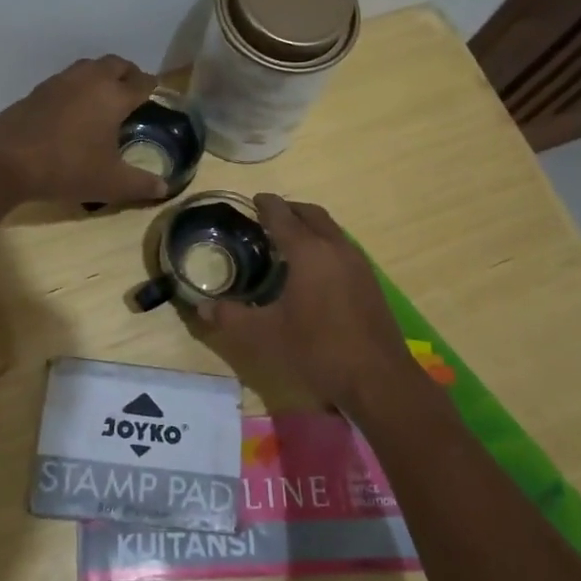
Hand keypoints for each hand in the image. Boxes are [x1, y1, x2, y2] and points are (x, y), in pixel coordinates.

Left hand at [0, 55, 169, 205]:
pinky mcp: (38, 91)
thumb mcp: (110, 183)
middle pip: (116, 64)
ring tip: (105, 96)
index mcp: (113, 96)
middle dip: (128, 73)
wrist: (7, 160)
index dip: (152, 87)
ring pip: (89, 67)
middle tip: (133, 89)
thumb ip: (141, 184)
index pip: (141, 82)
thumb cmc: (68, 167)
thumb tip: (164, 187)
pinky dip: (78, 86)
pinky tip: (74, 107)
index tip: (156, 92)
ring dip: (101, 75)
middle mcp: (90, 80)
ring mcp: (60, 82)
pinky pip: (66, 79)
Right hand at [196, 194, 424, 417]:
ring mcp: (358, 264)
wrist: (377, 380)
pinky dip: (324, 244)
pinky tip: (313, 271)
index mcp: (309, 252)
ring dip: (309, 227)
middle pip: (312, 214)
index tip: (253, 201)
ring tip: (288, 242)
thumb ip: (231, 317)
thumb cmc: (317, 350)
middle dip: (290, 210)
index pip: (283, 215)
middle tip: (268, 218)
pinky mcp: (370, 282)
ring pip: (331, 230)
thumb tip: (202, 307)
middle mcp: (336, 248)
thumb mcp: (265, 335)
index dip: (266, 205)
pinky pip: (342, 248)